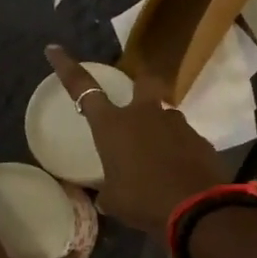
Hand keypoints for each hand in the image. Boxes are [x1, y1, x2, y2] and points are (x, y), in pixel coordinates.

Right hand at [45, 45, 226, 234]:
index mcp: (113, 125)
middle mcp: (145, 115)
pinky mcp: (201, 140)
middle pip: (144, 82)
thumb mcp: (114, 200)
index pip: (83, 89)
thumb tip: (107, 196)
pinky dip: (180, 151)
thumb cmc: (144, 201)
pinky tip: (179, 173)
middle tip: (138, 102)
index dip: (67, 67)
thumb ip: (109, 190)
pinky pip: (185, 140)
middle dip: (140, 85)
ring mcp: (177, 124)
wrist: (197, 208)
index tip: (55, 49)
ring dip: (161, 130)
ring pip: (167, 116)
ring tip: (160, 159)